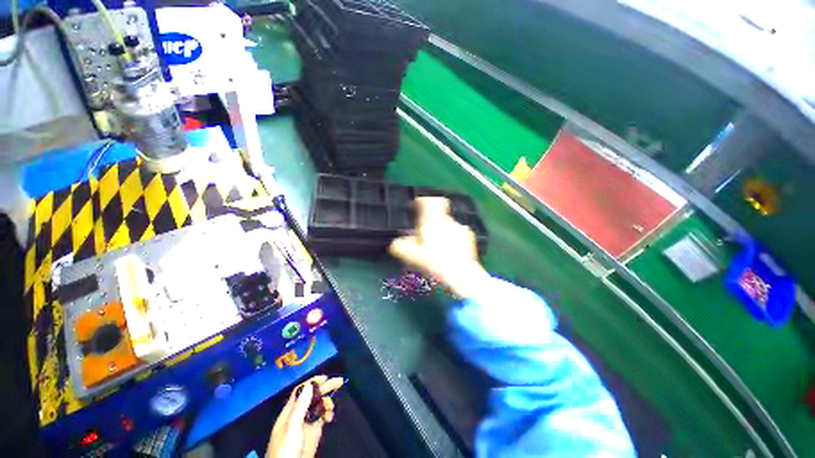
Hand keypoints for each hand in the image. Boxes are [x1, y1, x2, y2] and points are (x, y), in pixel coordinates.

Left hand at [266, 376, 343, 457]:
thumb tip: (309, 385)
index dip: (312, 383)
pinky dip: (327, 414)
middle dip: (324, 388)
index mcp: (289, 412)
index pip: (301, 391)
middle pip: (312, 397)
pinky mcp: (313, 433)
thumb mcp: (292, 427)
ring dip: (327, 402)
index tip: (325, 378)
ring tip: (331, 406)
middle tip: (339, 381)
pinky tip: (330, 417)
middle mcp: (298, 416)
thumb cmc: (286, 450)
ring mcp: (306, 424)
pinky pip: (322, 418)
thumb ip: (300, 406)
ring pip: (318, 407)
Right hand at [389, 197, 489, 298]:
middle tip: (426, 237)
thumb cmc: (435, 263)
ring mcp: (460, 228)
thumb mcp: (413, 256)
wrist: (462, 274)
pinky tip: (451, 252)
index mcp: (433, 222)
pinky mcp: (469, 237)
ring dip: (442, 232)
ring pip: (448, 225)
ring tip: (439, 248)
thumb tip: (395, 243)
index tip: (418, 207)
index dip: (423, 202)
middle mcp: (447, 221)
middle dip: (431, 223)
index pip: (430, 202)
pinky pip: (458, 233)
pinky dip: (453, 239)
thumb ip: (401, 247)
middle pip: (438, 215)